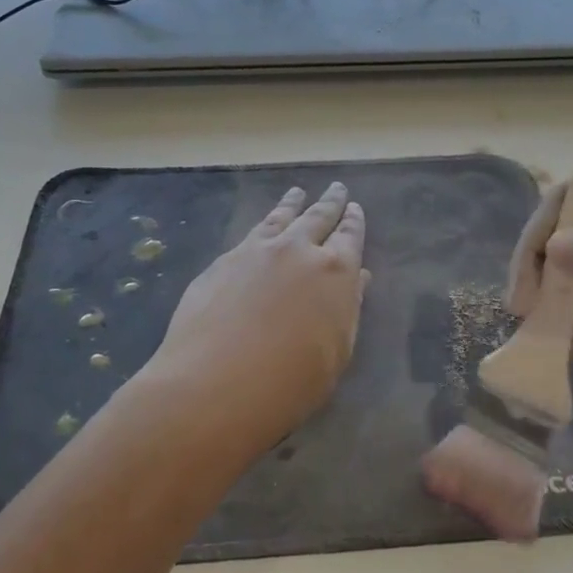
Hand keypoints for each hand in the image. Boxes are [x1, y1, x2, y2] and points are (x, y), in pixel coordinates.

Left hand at [145, 182, 368, 451]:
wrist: (215, 384)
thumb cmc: (290, 382)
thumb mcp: (336, 353)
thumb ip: (347, 310)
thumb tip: (357, 279)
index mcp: (336, 272)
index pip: (350, 237)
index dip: (354, 222)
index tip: (355, 209)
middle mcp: (298, 250)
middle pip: (317, 217)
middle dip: (329, 203)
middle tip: (336, 188)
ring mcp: (257, 251)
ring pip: (280, 218)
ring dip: (292, 204)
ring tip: (297, 192)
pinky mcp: (223, 261)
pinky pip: (252, 233)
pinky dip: (264, 223)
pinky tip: (263, 226)